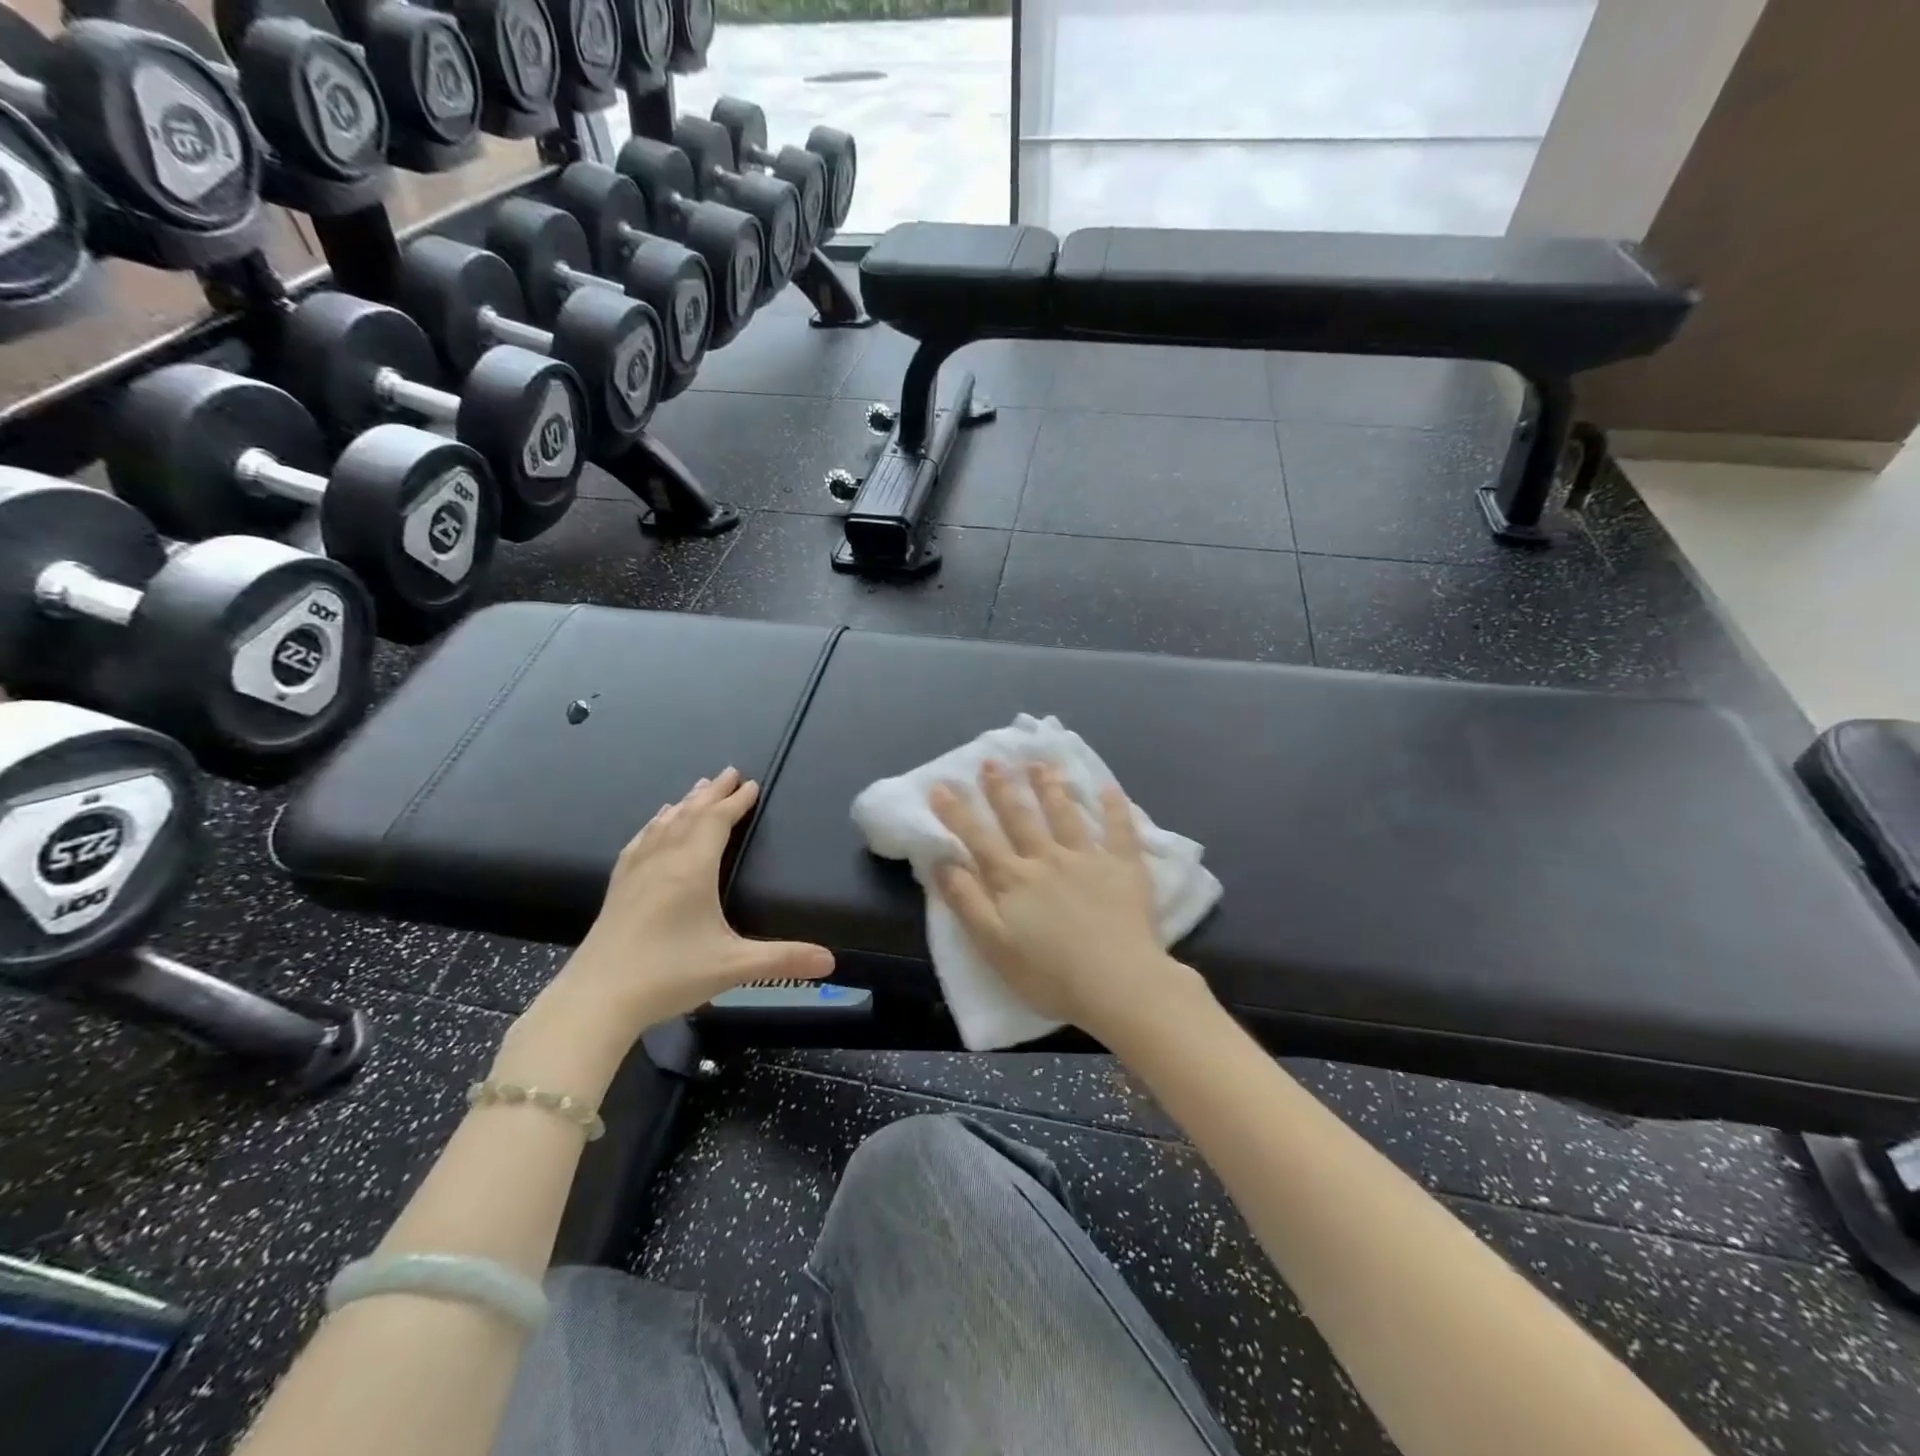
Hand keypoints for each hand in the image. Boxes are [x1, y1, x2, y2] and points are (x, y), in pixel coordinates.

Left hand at [545, 768, 834, 1035]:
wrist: (596, 998)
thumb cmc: (669, 975)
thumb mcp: (733, 966)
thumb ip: (784, 960)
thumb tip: (832, 961)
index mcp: (693, 869)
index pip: (717, 822)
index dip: (736, 802)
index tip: (752, 784)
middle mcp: (664, 860)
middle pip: (690, 814)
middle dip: (713, 793)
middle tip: (730, 772)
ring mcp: (636, 871)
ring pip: (664, 823)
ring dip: (685, 803)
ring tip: (698, 789)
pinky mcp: (618, 887)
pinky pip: (640, 841)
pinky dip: (654, 824)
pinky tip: (654, 824)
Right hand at [930, 760, 1207, 1043]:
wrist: (1118, 983)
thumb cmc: (1050, 974)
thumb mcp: (993, 945)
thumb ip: (967, 902)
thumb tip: (941, 863)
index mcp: (1014, 879)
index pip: (979, 839)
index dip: (957, 812)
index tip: (941, 785)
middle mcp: (1047, 859)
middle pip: (1020, 818)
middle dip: (1002, 788)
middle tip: (991, 760)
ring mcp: (1088, 858)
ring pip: (1065, 814)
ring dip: (1050, 787)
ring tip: (1040, 763)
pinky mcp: (1124, 868)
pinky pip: (1119, 830)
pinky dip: (1114, 808)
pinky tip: (1108, 788)